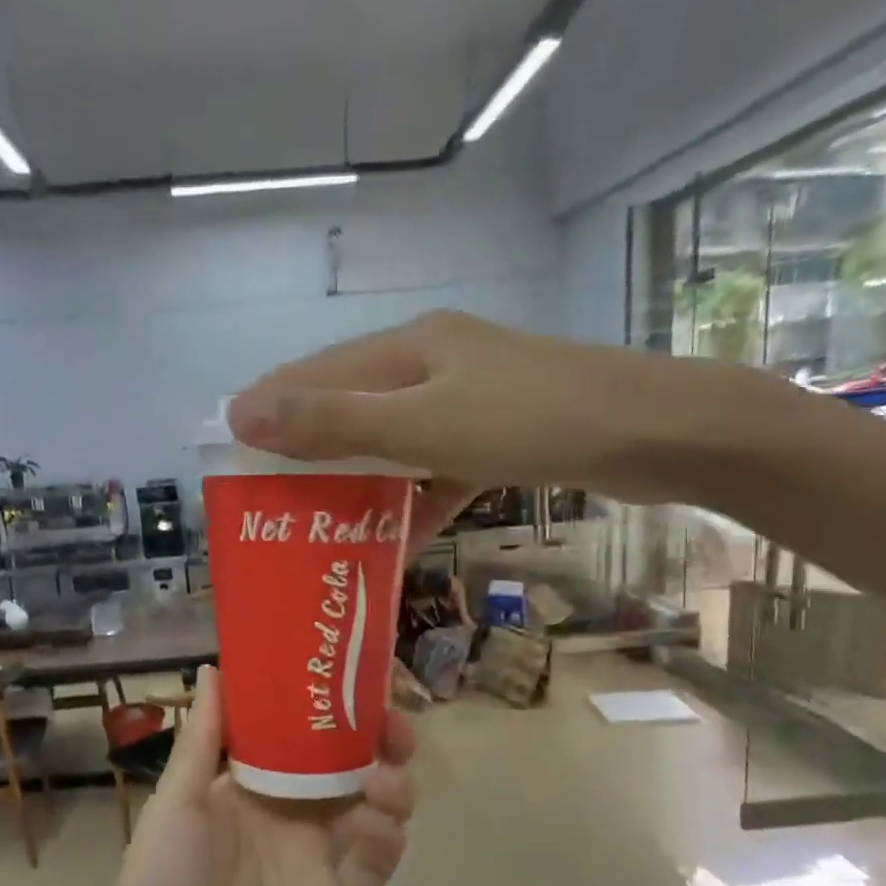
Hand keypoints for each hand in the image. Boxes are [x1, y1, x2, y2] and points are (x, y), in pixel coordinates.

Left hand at [78, 666, 414, 885]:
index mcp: (255, 787)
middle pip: (351, 767)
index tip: (359, 678)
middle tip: (394, 728)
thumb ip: (203, 739)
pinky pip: (376, 864)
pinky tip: (378, 827)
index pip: (306, 734)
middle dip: (380, 741)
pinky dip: (386, 839)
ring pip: (375, 809)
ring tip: (385, 781)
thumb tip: (215, 667)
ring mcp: (321, 861)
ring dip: (391, 786)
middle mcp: (294, 816)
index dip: (334, 707)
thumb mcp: (176, 806)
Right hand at [226, 309, 753, 541]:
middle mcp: (434, 362)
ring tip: (317, 522)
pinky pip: (438, 467)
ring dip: (357, 479)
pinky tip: (397, 539)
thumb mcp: (423, 423)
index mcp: (409, 346)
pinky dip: (415, 499)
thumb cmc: (531, 420)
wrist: (656, 433)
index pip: (315, 373)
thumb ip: (334, 421)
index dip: (268, 409)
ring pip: (393, 439)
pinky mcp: (501, 434)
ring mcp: (471, 397)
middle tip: (269, 499)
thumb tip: (244, 413)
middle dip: (307, 450)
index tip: (228, 454)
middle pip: (351, 405)